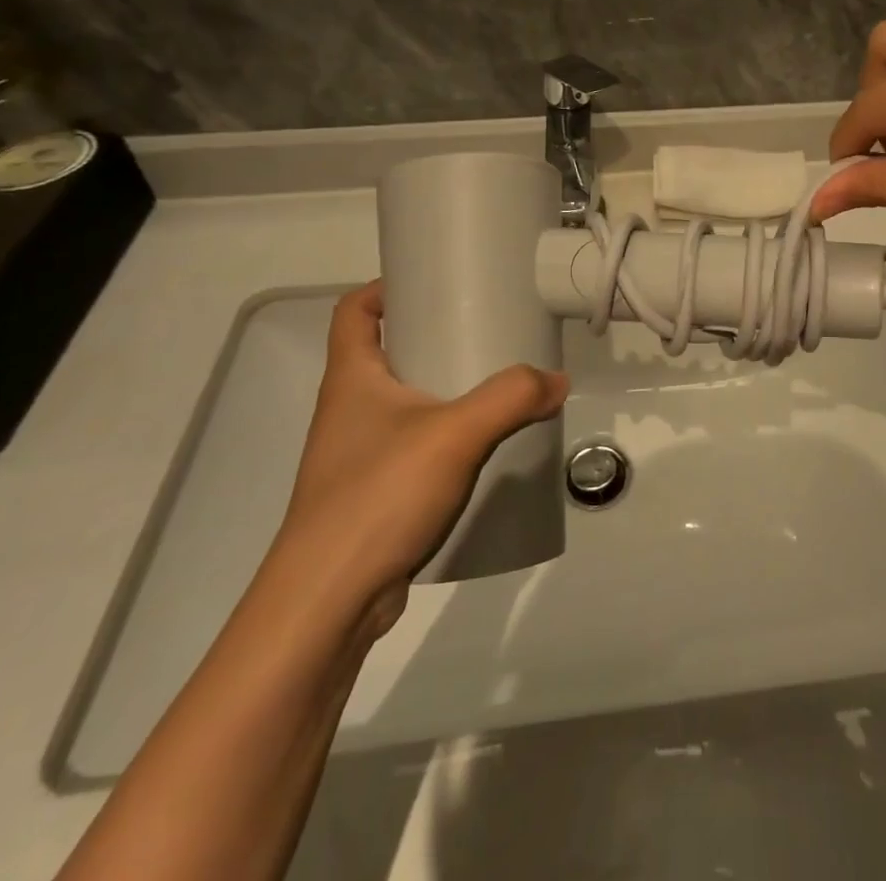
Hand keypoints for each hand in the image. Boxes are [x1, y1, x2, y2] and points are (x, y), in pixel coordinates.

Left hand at [274, 283, 568, 636]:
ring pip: (401, 401)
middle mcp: (348, 410)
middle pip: (384, 352)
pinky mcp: (373, 494)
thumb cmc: (378, 497)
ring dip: (441, 387)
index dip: (385, 287)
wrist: (328, 605)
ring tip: (493, 385)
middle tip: (485, 328)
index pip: (353, 311)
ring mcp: (357, 455)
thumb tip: (557, 380)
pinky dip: (444, 435)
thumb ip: (511, 398)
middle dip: (431, 335)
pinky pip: (411, 445)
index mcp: (352, 379)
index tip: (433, 281)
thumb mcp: (455, 434)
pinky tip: (482, 447)